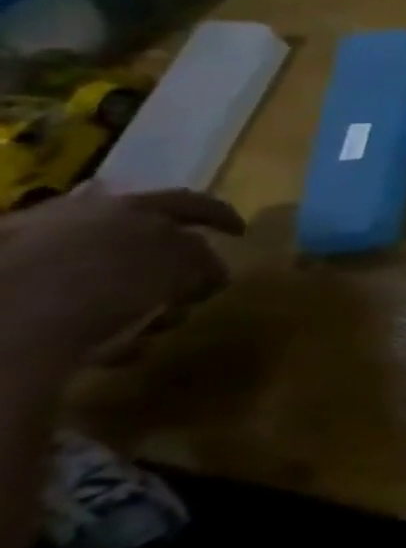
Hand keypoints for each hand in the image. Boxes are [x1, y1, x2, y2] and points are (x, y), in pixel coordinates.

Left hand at [0, 187, 246, 385]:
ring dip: (139, 297)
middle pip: (144, 236)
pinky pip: (73, 302)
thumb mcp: (180, 267)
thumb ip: (204, 261)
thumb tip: (209, 271)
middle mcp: (83, 217)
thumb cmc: (106, 284)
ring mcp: (38, 252)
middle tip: (192, 290)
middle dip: (172, 264)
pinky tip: (112, 345)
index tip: (240, 233)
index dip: (220, 216)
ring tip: (152, 328)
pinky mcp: (14, 292)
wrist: (2, 323)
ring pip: (109, 271)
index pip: (190, 202)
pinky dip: (100, 320)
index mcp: (128, 204)